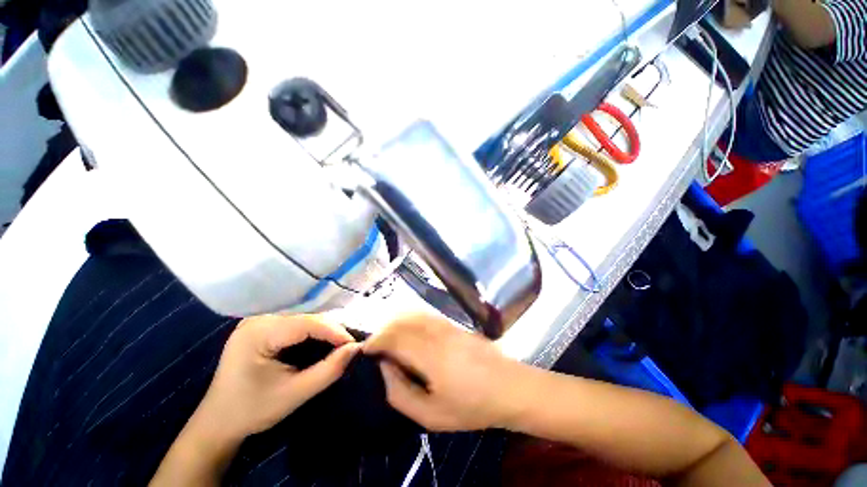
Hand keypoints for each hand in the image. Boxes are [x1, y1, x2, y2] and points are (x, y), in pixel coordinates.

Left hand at [193, 315, 360, 442]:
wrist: (218, 422)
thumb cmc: (253, 410)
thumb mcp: (295, 394)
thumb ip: (328, 370)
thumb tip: (356, 348)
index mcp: (258, 333)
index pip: (307, 323)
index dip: (335, 331)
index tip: (354, 345)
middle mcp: (258, 319)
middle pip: (306, 317)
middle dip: (330, 331)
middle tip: (347, 346)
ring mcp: (258, 320)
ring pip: (303, 318)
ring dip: (323, 330)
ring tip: (338, 344)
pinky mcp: (261, 326)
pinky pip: (295, 323)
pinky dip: (311, 332)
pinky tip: (320, 342)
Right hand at [363, 314, 523, 431]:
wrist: (509, 387)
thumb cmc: (471, 406)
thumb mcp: (431, 415)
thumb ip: (400, 393)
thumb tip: (384, 368)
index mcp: (429, 354)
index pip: (393, 337)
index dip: (375, 341)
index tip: (365, 352)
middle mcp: (436, 332)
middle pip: (400, 321)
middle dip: (383, 332)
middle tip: (376, 349)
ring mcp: (446, 324)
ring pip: (412, 314)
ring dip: (396, 324)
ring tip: (390, 342)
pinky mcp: (453, 323)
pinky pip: (425, 315)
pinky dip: (410, 320)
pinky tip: (410, 334)